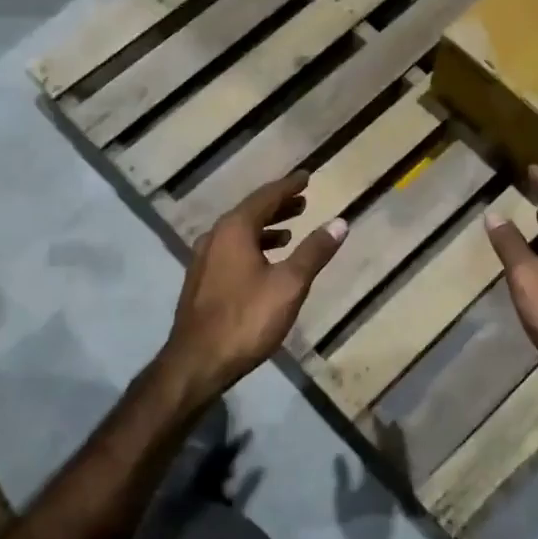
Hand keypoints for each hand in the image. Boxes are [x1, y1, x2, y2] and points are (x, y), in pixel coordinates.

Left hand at [157, 172, 346, 402]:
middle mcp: (215, 236)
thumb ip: (314, 251)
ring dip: (266, 228)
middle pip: (250, 212)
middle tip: (302, 201)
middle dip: (278, 206)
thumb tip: (340, 222)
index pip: (266, 196)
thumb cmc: (246, 319)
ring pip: (239, 233)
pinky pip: (231, 250)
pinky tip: (264, 264)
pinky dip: (252, 246)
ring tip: (290, 232)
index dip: (289, 186)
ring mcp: (204, 259)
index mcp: (235, 229)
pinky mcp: (201, 281)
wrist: (197, 362)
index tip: (307, 176)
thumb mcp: (289, 284)